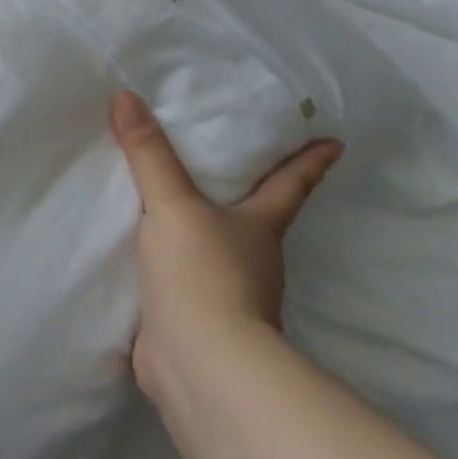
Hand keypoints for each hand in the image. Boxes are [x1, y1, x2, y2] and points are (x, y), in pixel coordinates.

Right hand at [111, 89, 341, 417]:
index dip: (311, 161)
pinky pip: (177, 273)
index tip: (334, 141)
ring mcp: (224, 291)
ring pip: (214, 243)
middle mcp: (250, 256)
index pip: (292, 183)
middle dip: (248, 188)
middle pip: (254, 212)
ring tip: (173, 193)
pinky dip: (165, 257)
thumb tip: (123, 93)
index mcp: (260, 226)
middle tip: (230, 154)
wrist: (199, 365)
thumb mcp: (173, 204)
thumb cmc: (203, 274)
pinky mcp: (192, 316)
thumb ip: (148, 152)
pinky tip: (141, 245)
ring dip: (200, 223)